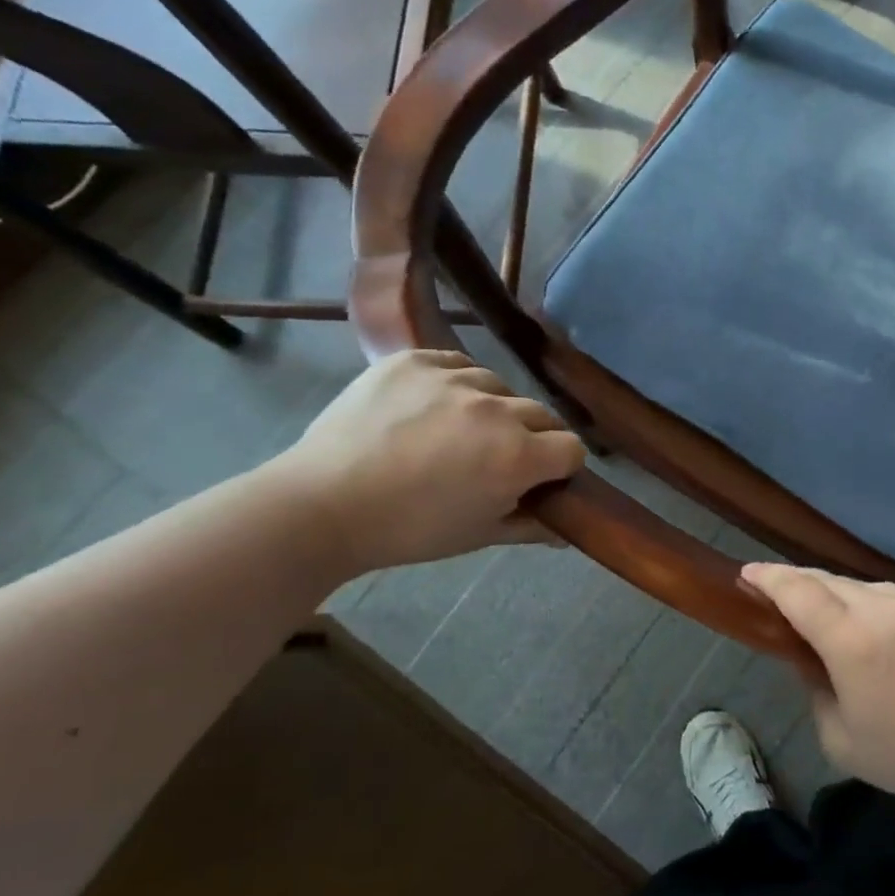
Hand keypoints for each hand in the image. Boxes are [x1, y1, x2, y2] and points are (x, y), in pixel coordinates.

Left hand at [270, 350, 585, 576]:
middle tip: (496, 458)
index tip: (538, 479)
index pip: (572, 448)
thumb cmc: (409, 530)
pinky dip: (456, 382)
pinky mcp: (416, 360)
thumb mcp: (478, 535)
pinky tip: (434, 405)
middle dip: (532, 437)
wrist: (322, 505)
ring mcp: (454, 378)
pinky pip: (458, 363)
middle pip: (542, 415)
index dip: (560, 466)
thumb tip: (565, 529)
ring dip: (493, 408)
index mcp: (518, 456)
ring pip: (500, 386)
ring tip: (459, 429)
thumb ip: (531, 526)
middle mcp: (496, 410)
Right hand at [739, 564, 894, 818]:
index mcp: (853, 642)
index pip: (799, 592)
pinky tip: (888, 633)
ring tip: (840, 622)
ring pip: (867, 587)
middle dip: (802, 585)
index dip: (769, 578)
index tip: (748, 572)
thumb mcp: (839, 737)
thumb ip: (813, 685)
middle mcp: (887, 607)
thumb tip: (807, 653)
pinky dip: (884, 608)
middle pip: (830, 582)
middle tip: (783, 595)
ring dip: (845, 599)